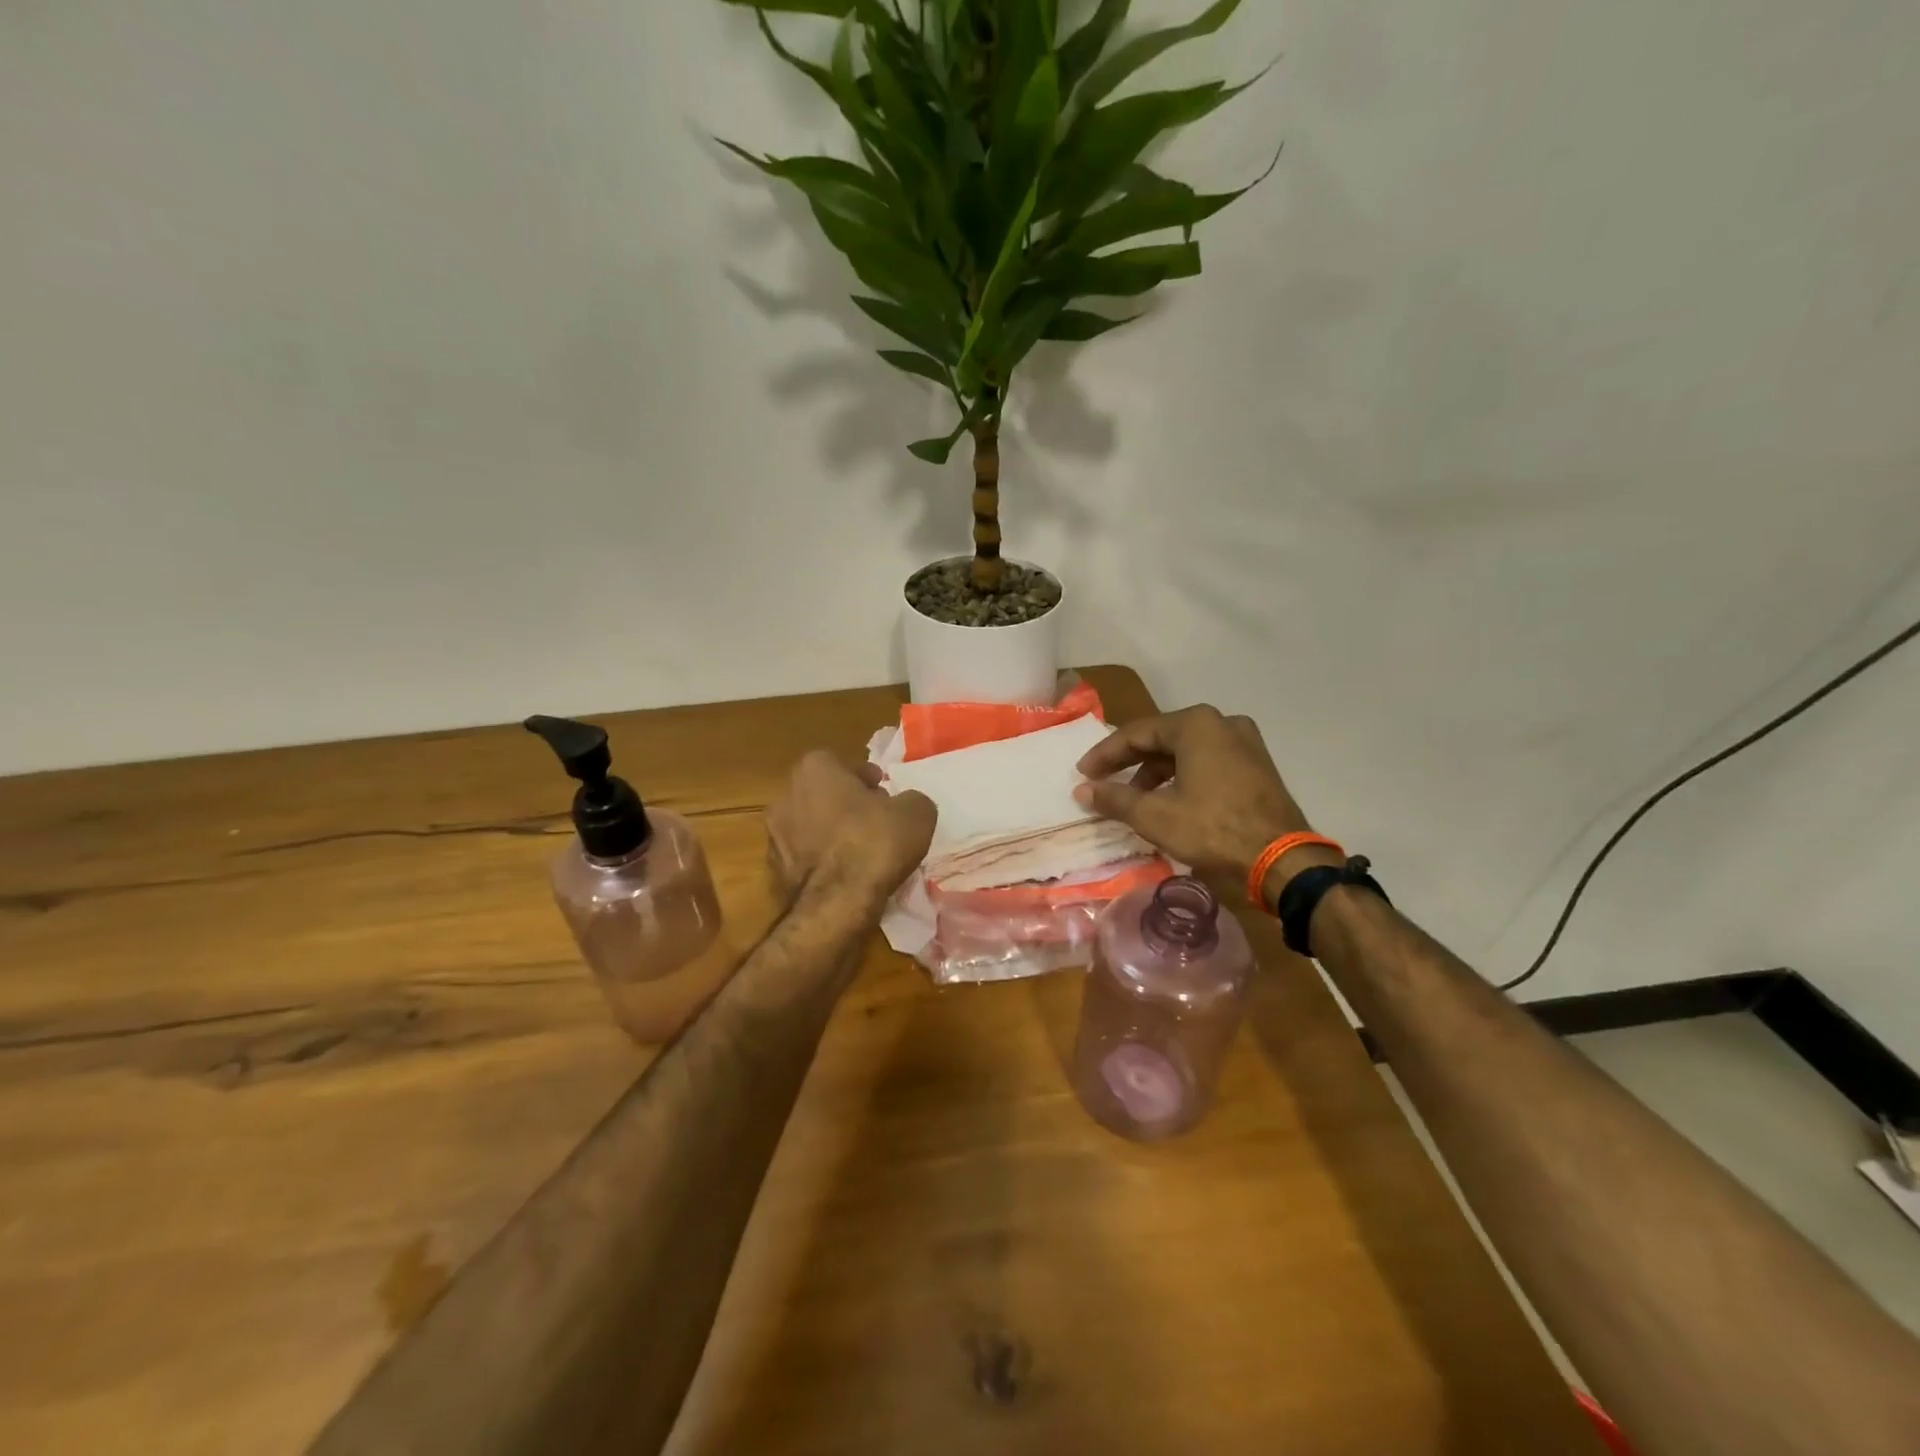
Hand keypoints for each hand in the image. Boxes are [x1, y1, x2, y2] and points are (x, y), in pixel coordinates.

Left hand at [765, 751, 935, 909]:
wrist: (837, 903)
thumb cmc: (874, 843)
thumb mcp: (916, 812)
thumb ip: (910, 799)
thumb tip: (905, 804)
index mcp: (814, 769)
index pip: (840, 763)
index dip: (865, 779)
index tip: (884, 794)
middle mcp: (785, 795)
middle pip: (822, 793)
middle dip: (846, 804)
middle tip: (874, 820)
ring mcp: (774, 835)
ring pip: (810, 826)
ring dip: (831, 833)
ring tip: (861, 852)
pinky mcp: (774, 870)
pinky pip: (805, 857)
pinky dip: (822, 861)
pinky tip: (845, 875)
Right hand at [1074, 706, 1327, 891]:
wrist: (1282, 859)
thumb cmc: (1213, 828)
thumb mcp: (1155, 815)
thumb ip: (1114, 798)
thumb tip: (1082, 791)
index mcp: (1196, 724)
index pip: (1136, 733)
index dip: (1105, 754)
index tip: (1083, 774)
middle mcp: (1221, 723)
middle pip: (1162, 737)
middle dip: (1129, 762)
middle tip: (1101, 781)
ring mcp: (1245, 742)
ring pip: (1185, 750)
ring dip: (1155, 771)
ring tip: (1133, 798)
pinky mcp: (1256, 765)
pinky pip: (1207, 761)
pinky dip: (1182, 776)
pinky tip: (1169, 800)